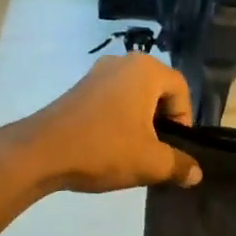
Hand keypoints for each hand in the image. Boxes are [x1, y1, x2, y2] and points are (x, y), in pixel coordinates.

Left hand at [4, 55, 202, 193]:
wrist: (40, 152)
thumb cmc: (103, 148)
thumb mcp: (149, 162)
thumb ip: (179, 165)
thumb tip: (195, 173)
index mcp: (145, 70)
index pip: (181, 89)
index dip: (184, 120)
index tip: (173, 148)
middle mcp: (123, 62)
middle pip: (158, 90)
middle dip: (162, 121)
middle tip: (156, 151)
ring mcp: (97, 73)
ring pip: (134, 96)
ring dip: (140, 122)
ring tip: (133, 152)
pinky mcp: (79, 88)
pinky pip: (112, 99)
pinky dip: (119, 119)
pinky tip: (109, 146)